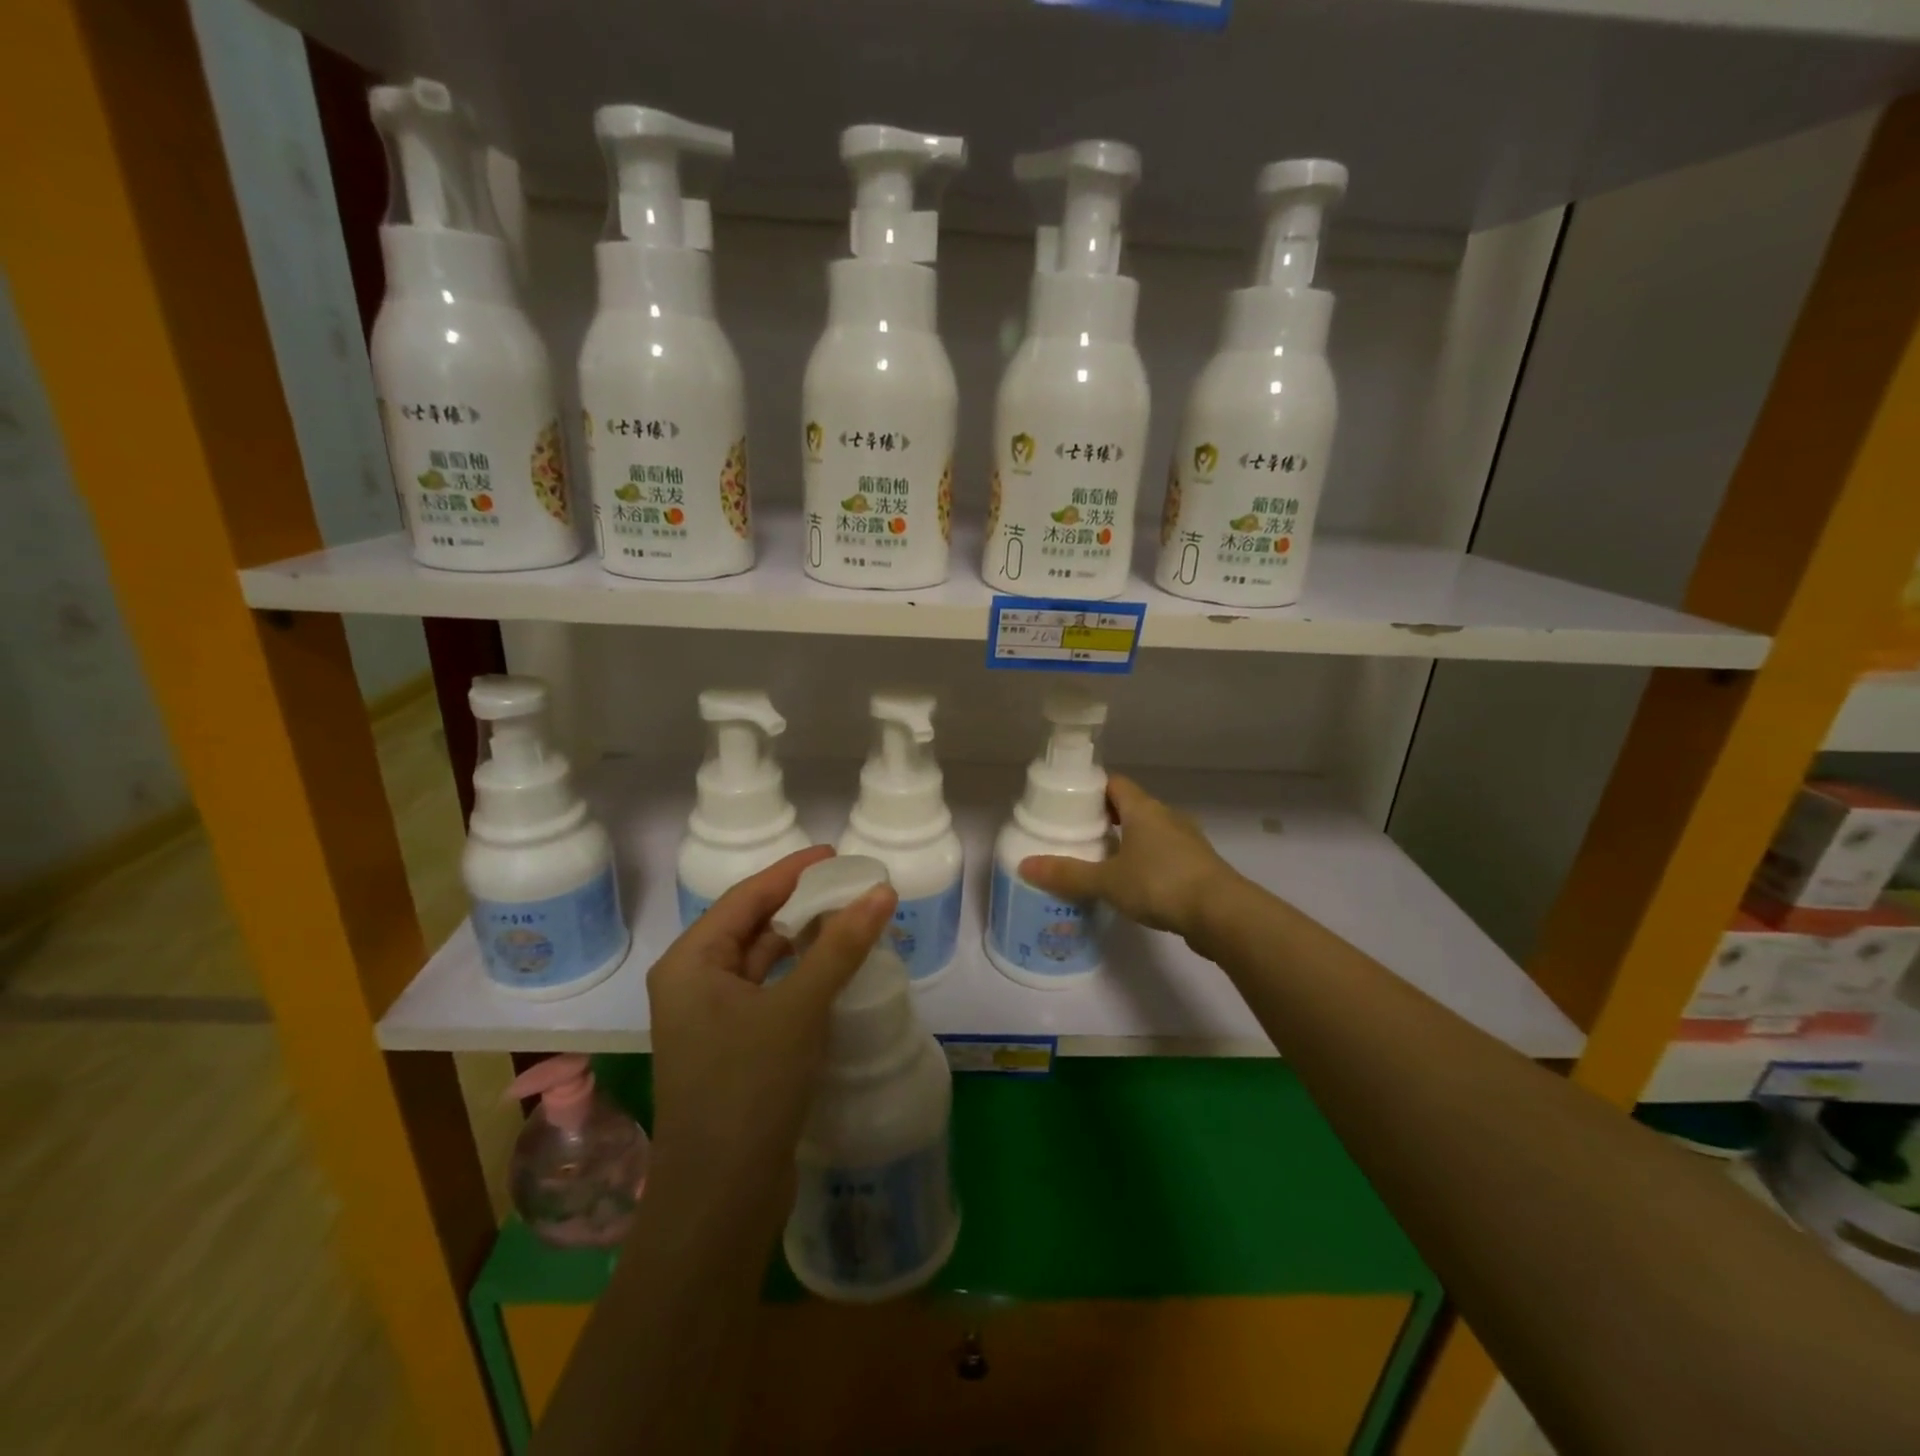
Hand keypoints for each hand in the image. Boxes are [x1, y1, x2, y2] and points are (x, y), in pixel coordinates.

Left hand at [645, 847, 897, 1233]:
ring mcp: (713, 1020)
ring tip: (851, 921)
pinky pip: (771, 994)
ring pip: (764, 962)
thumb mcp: (797, 1008)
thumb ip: (840, 946)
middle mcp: (694, 985)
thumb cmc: (748, 1088)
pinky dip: (802, 977)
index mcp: (691, 963)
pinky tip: (836, 973)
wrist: (720, 1200)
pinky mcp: (735, 1050)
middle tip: (851, 886)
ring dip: (804, 942)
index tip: (836, 854)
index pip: (746, 897)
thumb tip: (881, 891)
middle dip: (801, 905)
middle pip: (753, 926)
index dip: (792, 872)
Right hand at [1019, 775, 1237, 940]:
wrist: (1222, 913)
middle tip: (1078, 835)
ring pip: (1150, 832)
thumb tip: (1024, 866)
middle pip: (1131, 807)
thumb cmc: (1160, 884)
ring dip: (1128, 841)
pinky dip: (1147, 862)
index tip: (1069, 804)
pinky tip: (1134, 884)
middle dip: (1106, 818)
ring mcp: (1186, 841)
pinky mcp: (1198, 866)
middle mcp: (1167, 817)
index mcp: (1143, 809)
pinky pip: (1165, 854)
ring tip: (1102, 861)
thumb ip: (1067, 874)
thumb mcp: (1107, 880)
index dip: (1091, 789)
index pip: (1114, 783)